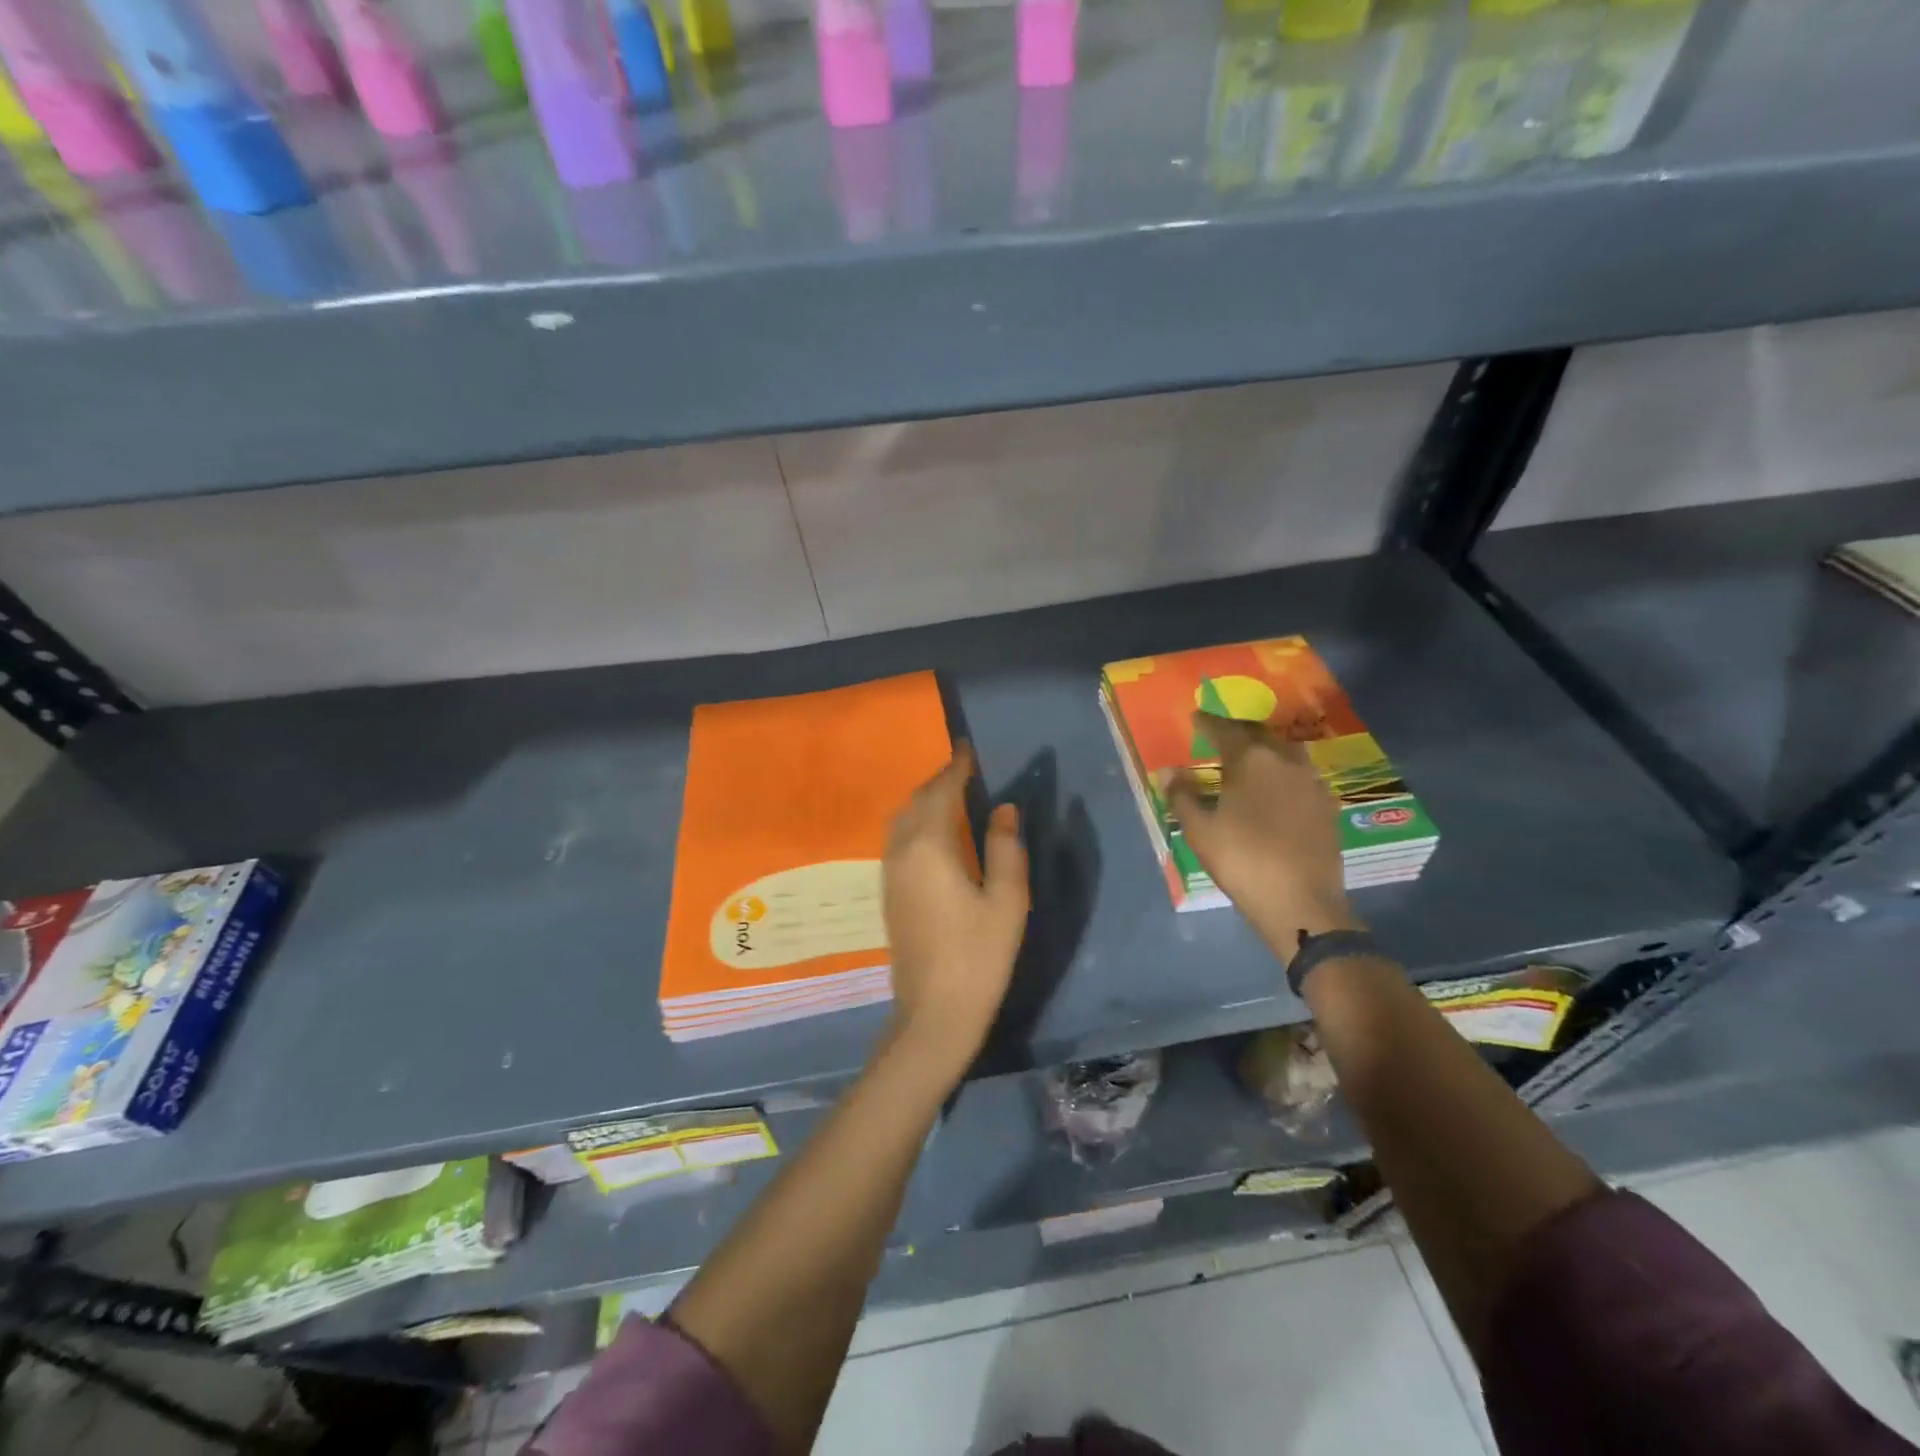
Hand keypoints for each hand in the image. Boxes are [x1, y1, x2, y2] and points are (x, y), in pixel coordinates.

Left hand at [882, 744, 1029, 1078]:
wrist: (934, 1013)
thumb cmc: (979, 956)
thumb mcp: (1007, 901)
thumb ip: (1004, 848)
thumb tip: (1003, 808)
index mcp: (930, 847)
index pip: (941, 792)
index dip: (955, 768)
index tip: (967, 748)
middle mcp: (902, 852)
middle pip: (916, 802)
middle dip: (938, 781)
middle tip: (963, 770)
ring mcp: (890, 874)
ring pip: (901, 821)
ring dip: (924, 801)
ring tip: (950, 795)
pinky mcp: (889, 894)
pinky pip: (898, 840)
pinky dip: (915, 823)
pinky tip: (934, 834)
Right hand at [1167, 712, 1360, 955]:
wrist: (1301, 902)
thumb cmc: (1242, 861)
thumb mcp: (1200, 830)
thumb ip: (1183, 796)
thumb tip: (1170, 770)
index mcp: (1251, 761)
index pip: (1225, 730)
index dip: (1208, 723)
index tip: (1195, 717)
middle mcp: (1285, 761)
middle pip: (1259, 734)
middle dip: (1238, 731)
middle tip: (1221, 733)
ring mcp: (1311, 782)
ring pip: (1285, 752)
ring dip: (1265, 748)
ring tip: (1249, 755)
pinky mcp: (1327, 805)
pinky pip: (1301, 774)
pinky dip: (1284, 771)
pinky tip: (1276, 785)